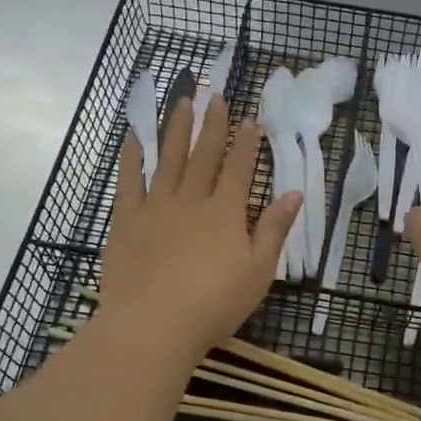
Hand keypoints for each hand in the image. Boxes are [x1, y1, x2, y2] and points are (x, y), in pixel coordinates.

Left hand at [98, 95, 299, 364]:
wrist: (153, 325)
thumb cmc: (214, 304)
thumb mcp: (258, 271)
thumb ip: (274, 230)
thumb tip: (294, 194)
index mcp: (225, 212)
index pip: (240, 168)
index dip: (247, 143)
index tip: (251, 119)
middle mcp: (191, 199)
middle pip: (204, 155)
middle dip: (212, 125)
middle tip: (215, 96)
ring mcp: (155, 206)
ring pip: (168, 158)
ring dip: (176, 128)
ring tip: (181, 102)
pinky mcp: (126, 220)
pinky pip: (129, 180)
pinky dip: (132, 156)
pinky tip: (135, 137)